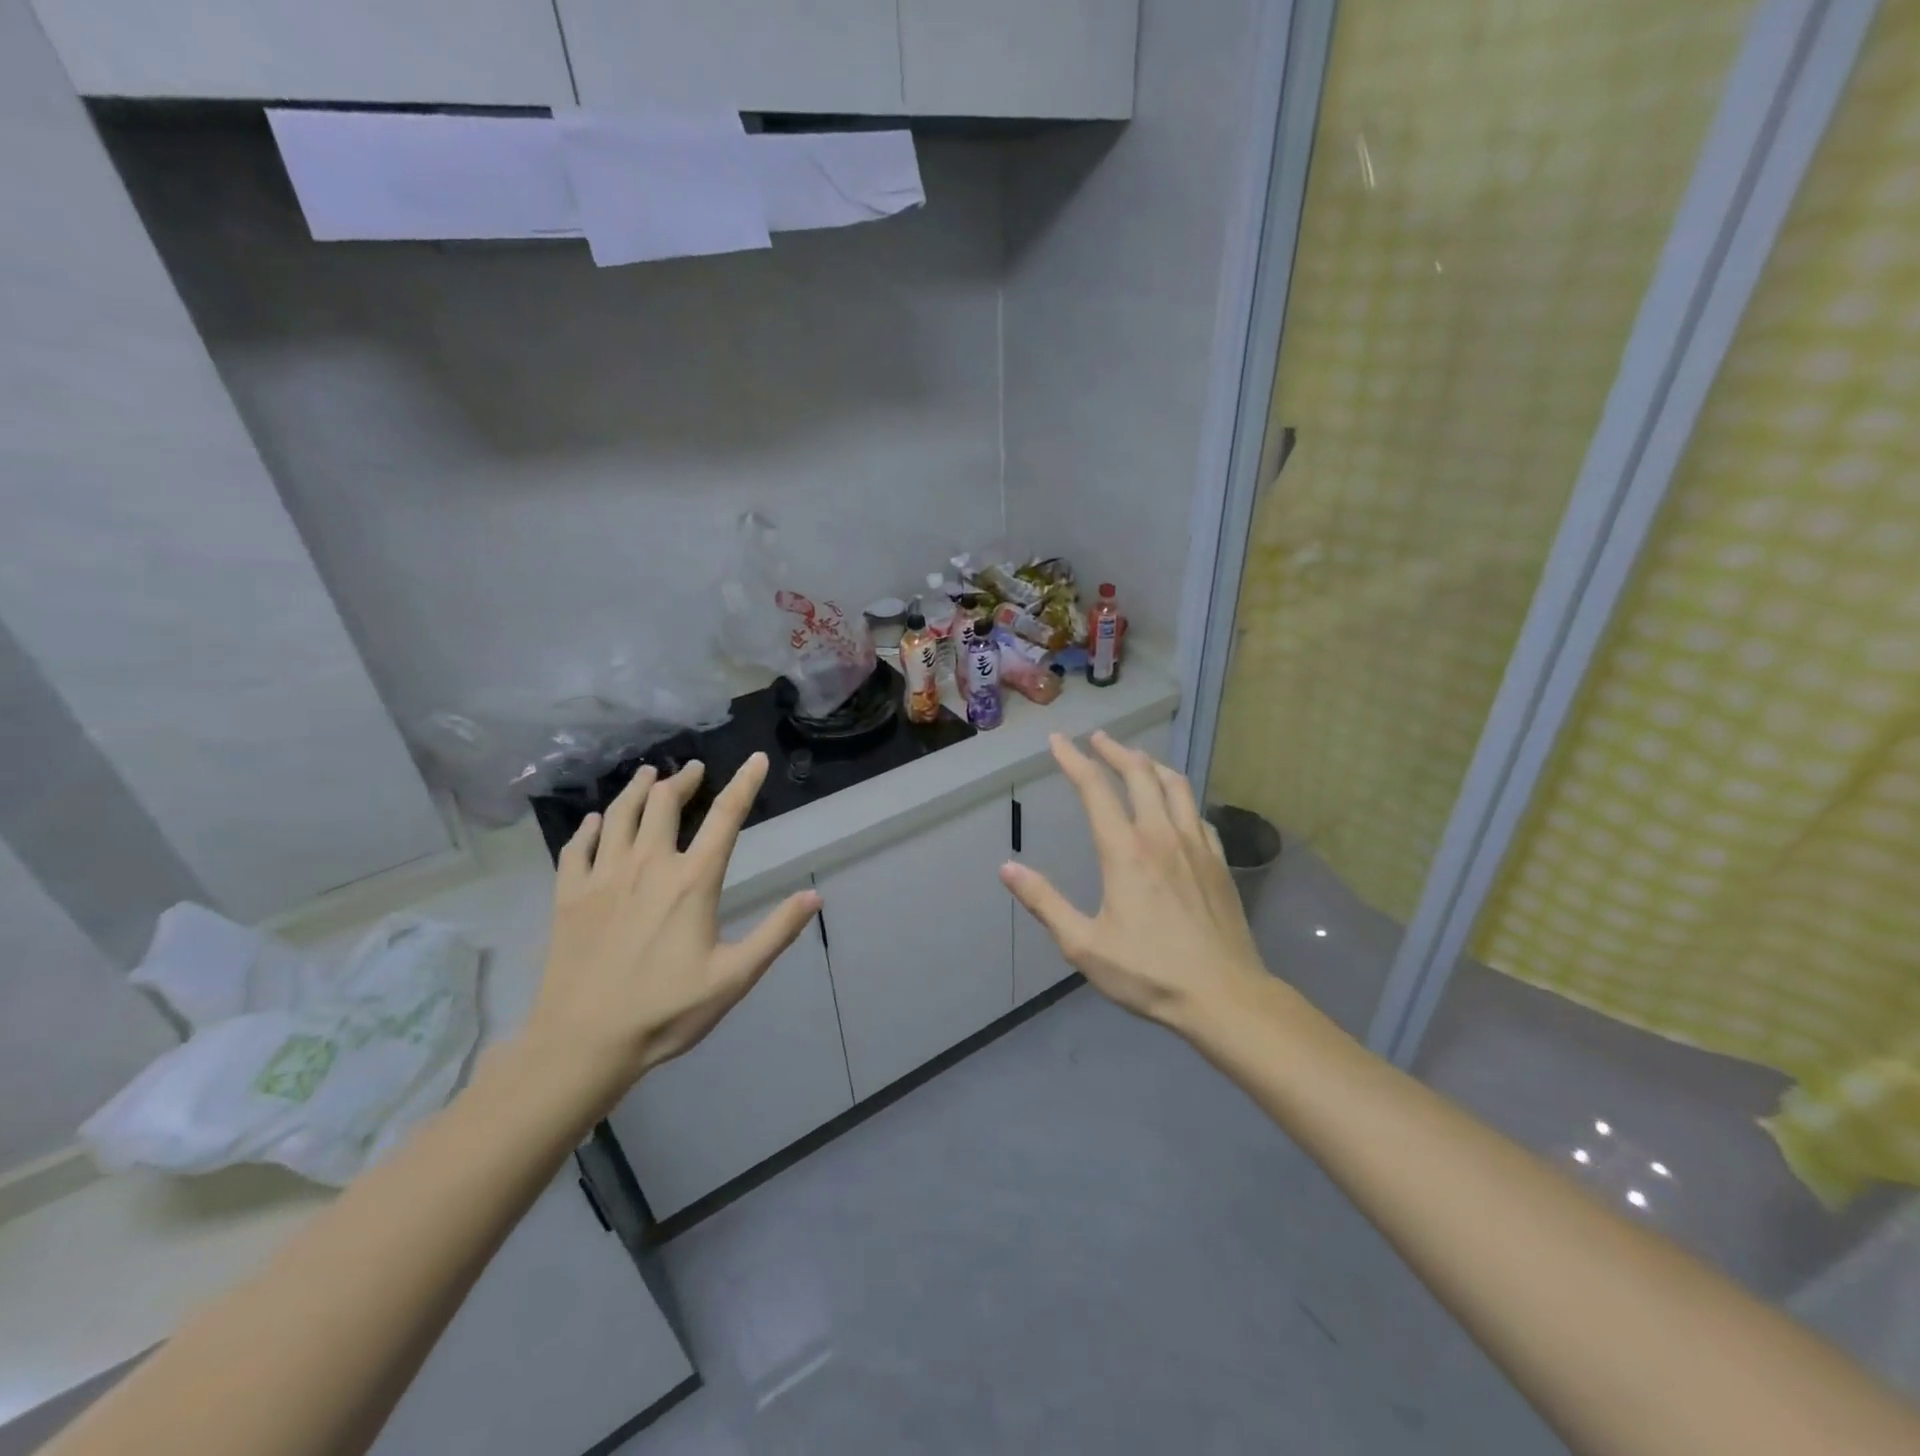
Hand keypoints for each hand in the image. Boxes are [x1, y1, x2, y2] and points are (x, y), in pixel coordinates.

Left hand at [520, 753, 820, 1108]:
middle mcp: (647, 865)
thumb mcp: (734, 977)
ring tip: (648, 774)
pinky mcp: (569, 896)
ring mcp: (603, 877)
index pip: (726, 817)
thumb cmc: (666, 1010)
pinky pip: (577, 847)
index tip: (756, 759)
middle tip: (693, 770)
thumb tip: (814, 896)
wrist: (583, 1043)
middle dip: (682, 779)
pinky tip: (597, 822)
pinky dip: (590, 827)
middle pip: (664, 802)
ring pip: (619, 814)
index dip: (745, 784)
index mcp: (692, 881)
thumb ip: (776, 933)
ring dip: (637, 789)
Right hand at [1000, 732, 1268, 1027]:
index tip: (1058, 741)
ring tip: (1136, 758)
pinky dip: (1180, 795)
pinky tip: (1176, 804)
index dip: (1073, 760)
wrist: (1224, 996)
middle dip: (1115, 750)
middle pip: (1139, 774)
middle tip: (1097, 739)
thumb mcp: (1083, 945)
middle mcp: (1161, 835)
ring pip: (1175, 785)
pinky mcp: (1219, 861)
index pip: (1094, 789)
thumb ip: (1045, 902)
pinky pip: (1197, 812)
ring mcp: (1196, 845)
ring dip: (1151, 764)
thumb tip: (1007, 868)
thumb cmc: (1148, 973)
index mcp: (1125, 851)